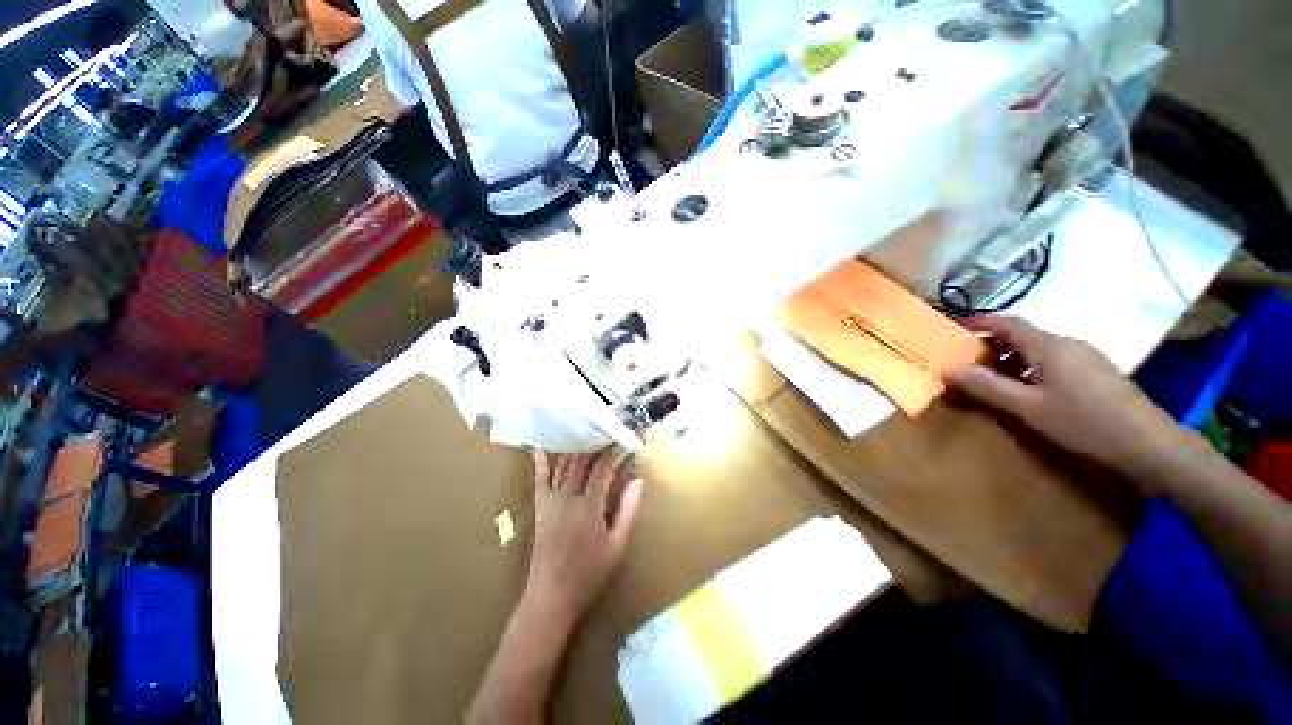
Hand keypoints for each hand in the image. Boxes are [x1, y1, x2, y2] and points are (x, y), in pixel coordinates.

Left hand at [525, 448, 642, 623]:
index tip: (625, 443)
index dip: (614, 453)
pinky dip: (542, 460)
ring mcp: (550, 501)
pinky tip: (544, 445)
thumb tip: (638, 480)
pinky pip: (540, 478)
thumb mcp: (617, 546)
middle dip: (595, 443)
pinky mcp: (539, 507)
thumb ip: (628, 510)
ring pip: (562, 465)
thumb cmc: (588, 573)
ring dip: (574, 446)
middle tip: (607, 433)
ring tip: (585, 432)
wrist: (551, 596)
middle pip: (581, 461)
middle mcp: (568, 497)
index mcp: (589, 507)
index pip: (603, 469)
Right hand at [947, 316, 1187, 492]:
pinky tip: (1028, 389)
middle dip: (992, 344)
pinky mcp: (1096, 371)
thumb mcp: (1028, 408)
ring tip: (992, 378)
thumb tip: (949, 370)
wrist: (1147, 444)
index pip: (1007, 323)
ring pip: (1038, 349)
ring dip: (1011, 358)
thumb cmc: (1083, 422)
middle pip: (1022, 335)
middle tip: (966, 361)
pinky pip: (1054, 360)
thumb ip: (987, 387)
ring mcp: (1086, 356)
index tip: (953, 327)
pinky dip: (1031, 367)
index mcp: (1049, 346)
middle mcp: (1068, 343)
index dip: (979, 322)